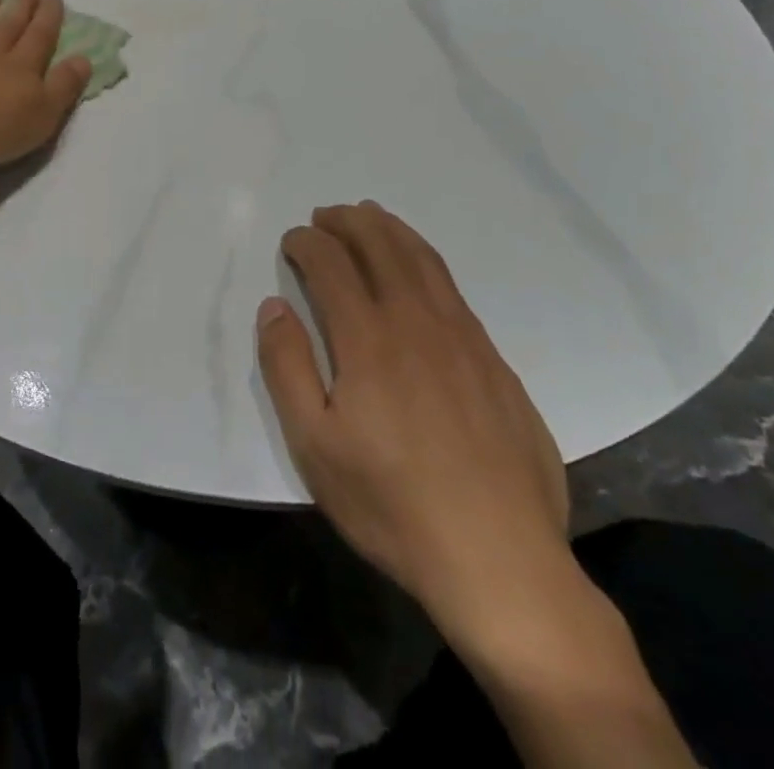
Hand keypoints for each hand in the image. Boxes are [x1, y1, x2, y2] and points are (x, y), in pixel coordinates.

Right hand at [256, 202, 574, 654]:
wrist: (500, 559)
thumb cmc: (392, 504)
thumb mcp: (314, 446)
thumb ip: (288, 367)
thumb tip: (274, 307)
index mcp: (368, 340)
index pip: (332, 264)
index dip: (307, 243)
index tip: (292, 240)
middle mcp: (417, 322)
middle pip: (380, 246)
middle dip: (348, 221)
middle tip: (326, 214)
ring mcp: (463, 338)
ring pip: (423, 260)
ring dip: (390, 229)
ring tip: (370, 216)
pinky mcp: (494, 361)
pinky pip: (453, 289)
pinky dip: (426, 260)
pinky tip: (419, 270)